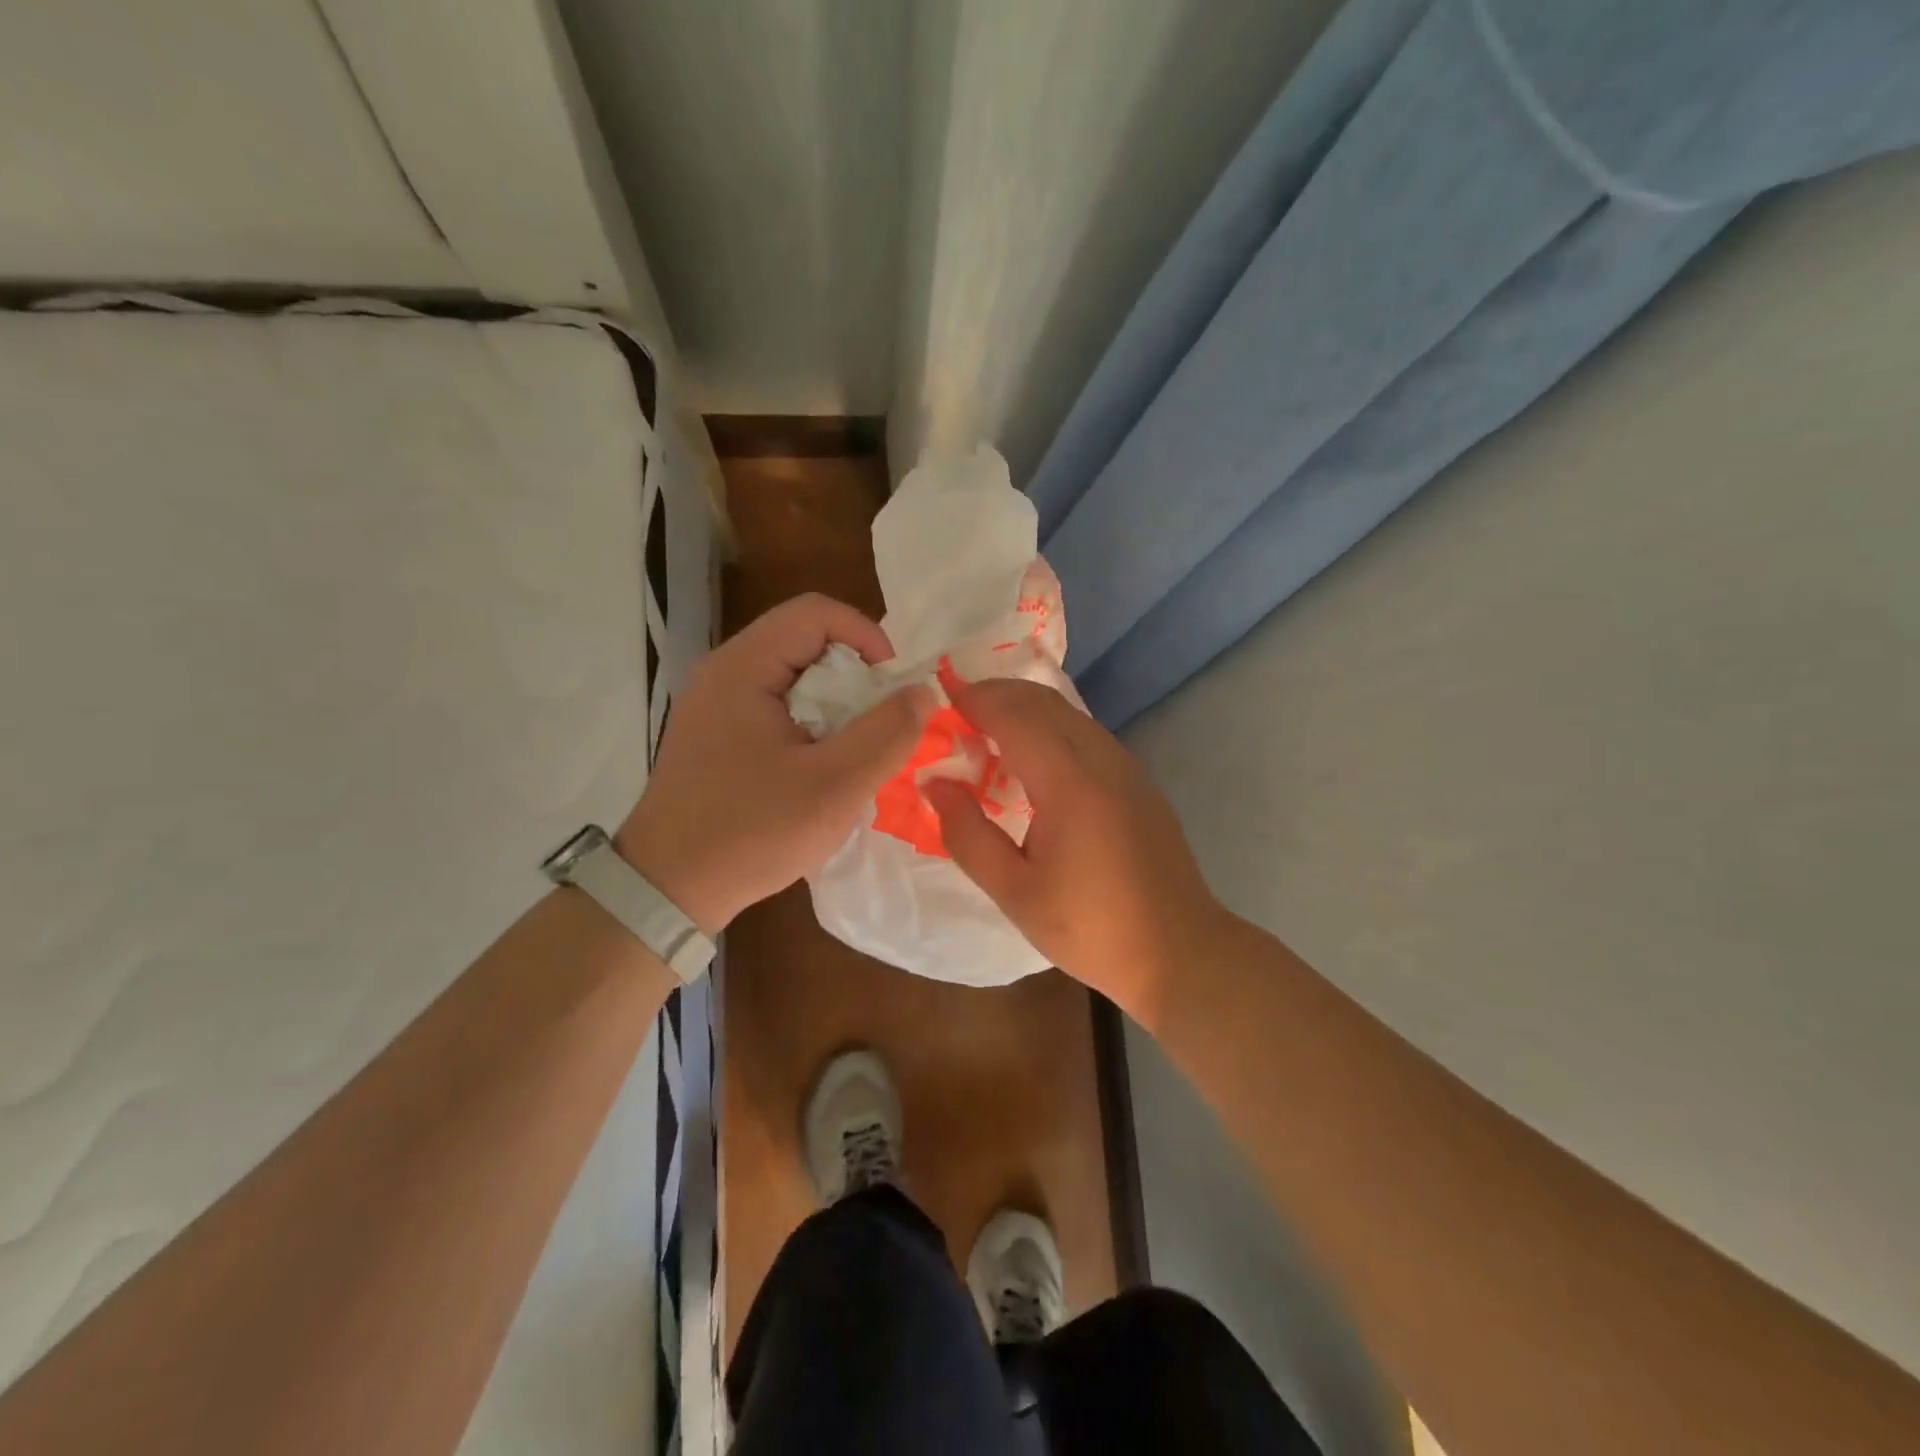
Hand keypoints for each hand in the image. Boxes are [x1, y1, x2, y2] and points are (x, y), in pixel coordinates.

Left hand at [617, 594, 934, 934]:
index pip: (816, 612)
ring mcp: (715, 704)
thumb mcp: (834, 786)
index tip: (893, 687)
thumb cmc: (752, 832)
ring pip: (794, 677)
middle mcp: (724, 672)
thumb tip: (923, 691)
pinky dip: (811, 724)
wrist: (667, 889)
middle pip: (805, 641)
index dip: (867, 637)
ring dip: (836, 704)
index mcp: (743, 667)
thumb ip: (887, 733)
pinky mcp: (716, 734)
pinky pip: (777, 706)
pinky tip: (821, 767)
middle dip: (855, 676)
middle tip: (881, 724)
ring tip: (856, 749)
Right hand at [924, 679, 1223, 1021]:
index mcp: (1069, 783)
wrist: (1179, 951)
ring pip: (1068, 713)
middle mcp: (1101, 760)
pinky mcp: (1138, 781)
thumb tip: (935, 783)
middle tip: (957, 711)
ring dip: (1025, 708)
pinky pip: (1086, 732)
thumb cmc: (1091, 927)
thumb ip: (967, 834)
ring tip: (987, 730)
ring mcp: (1126, 767)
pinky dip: (1050, 726)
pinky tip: (1032, 758)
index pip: (1015, 716)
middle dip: (997, 694)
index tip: (940, 699)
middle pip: (1043, 702)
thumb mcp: (1015, 892)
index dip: (976, 700)